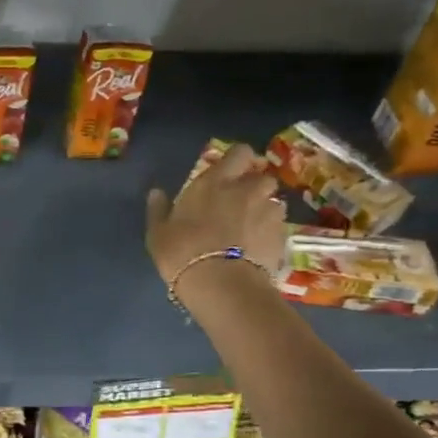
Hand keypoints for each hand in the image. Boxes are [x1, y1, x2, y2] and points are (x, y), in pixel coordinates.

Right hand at [145, 142, 286, 285]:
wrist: (221, 284)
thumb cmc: (183, 252)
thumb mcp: (158, 233)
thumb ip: (159, 209)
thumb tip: (156, 192)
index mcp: (216, 182)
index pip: (240, 153)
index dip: (240, 160)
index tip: (232, 172)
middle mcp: (247, 190)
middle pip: (262, 177)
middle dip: (255, 188)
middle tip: (241, 205)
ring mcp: (268, 212)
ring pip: (273, 203)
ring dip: (264, 211)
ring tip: (251, 230)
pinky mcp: (281, 236)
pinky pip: (278, 228)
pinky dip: (270, 234)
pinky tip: (258, 250)